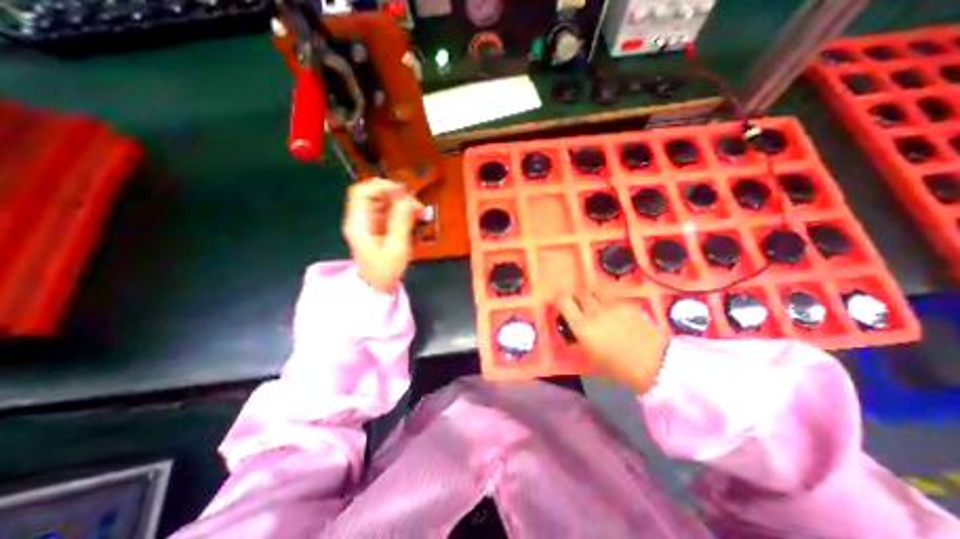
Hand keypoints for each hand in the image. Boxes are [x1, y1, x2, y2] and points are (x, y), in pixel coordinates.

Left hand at [340, 180, 422, 291]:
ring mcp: (367, 222)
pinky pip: (387, 211)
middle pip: (372, 194)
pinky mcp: (376, 226)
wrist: (376, 286)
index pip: (361, 193)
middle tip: (415, 205)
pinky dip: (401, 210)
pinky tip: (414, 217)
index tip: (403, 192)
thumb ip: (401, 223)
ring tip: (419, 212)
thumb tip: (409, 200)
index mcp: (358, 223)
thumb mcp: (396, 248)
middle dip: (395, 195)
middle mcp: (359, 219)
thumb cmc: (384, 271)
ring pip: (381, 201)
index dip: (381, 187)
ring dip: (401, 202)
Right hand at [556, 291, 670, 390]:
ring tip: (594, 305)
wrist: (654, 364)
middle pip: (578, 291)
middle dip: (575, 296)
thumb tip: (573, 323)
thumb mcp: (590, 353)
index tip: (561, 304)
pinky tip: (613, 311)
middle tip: (577, 303)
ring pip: (594, 290)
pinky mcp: (627, 303)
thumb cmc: (618, 366)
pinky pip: (611, 296)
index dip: (560, 300)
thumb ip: (579, 333)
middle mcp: (594, 311)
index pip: (563, 300)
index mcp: (582, 326)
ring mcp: (612, 304)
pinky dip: (607, 301)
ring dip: (590, 296)